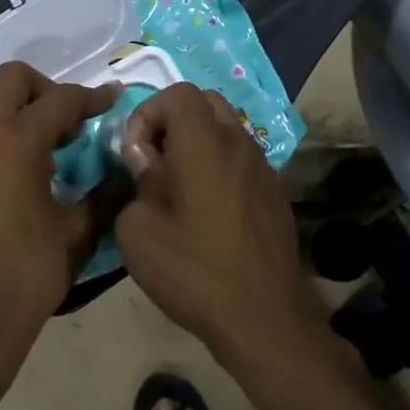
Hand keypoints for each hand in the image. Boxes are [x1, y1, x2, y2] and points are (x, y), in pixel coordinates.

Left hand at [0, 62, 120, 375]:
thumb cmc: (28, 277)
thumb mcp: (78, 234)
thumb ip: (105, 194)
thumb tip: (125, 173)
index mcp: (14, 143)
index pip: (59, 101)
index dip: (92, 98)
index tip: (113, 100)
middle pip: (11, 81)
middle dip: (47, 91)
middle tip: (72, 124)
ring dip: (20, 112)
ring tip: (49, 148)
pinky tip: (18, 172)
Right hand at [114, 83, 321, 363]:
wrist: (260, 315)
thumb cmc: (192, 269)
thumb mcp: (138, 230)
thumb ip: (136, 181)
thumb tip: (145, 162)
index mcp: (205, 143)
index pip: (177, 93)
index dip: (147, 115)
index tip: (135, 156)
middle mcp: (240, 144)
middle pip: (206, 104)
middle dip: (173, 124)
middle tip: (154, 164)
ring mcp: (264, 170)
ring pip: (227, 132)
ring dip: (197, 147)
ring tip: (177, 190)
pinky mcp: (275, 196)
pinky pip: (241, 163)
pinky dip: (218, 170)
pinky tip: (206, 213)